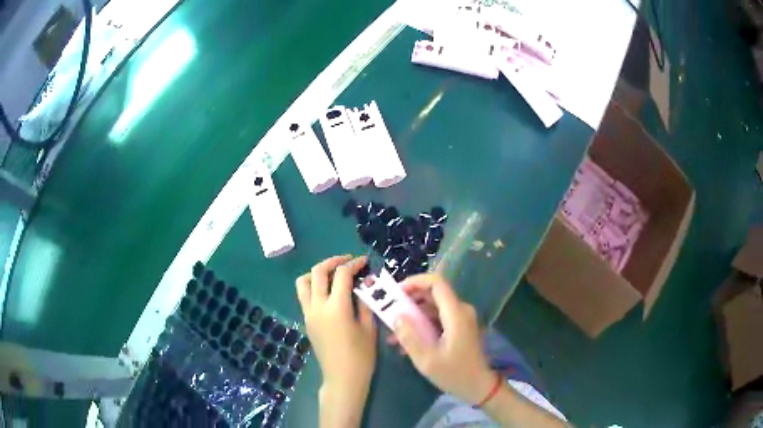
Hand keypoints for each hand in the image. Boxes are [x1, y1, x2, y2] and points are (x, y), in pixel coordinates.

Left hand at [296, 255, 376, 401]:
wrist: (342, 378)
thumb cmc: (361, 356)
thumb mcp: (369, 328)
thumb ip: (364, 302)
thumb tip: (364, 284)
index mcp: (336, 308)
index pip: (341, 275)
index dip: (354, 264)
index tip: (364, 261)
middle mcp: (317, 307)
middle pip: (317, 272)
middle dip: (333, 261)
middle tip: (348, 261)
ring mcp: (308, 314)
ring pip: (303, 282)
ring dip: (317, 272)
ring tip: (333, 274)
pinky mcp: (306, 321)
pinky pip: (304, 296)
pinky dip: (314, 286)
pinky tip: (329, 293)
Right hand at [393, 274, 495, 404]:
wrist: (477, 386)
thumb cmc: (454, 373)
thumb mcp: (427, 360)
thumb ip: (410, 337)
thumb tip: (396, 316)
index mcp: (456, 314)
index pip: (437, 283)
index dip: (416, 281)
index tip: (396, 292)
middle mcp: (460, 311)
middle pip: (433, 293)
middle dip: (409, 300)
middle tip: (389, 311)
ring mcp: (460, 319)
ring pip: (433, 307)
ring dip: (413, 315)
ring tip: (393, 332)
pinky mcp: (458, 328)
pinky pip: (437, 318)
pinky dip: (421, 325)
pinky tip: (406, 341)